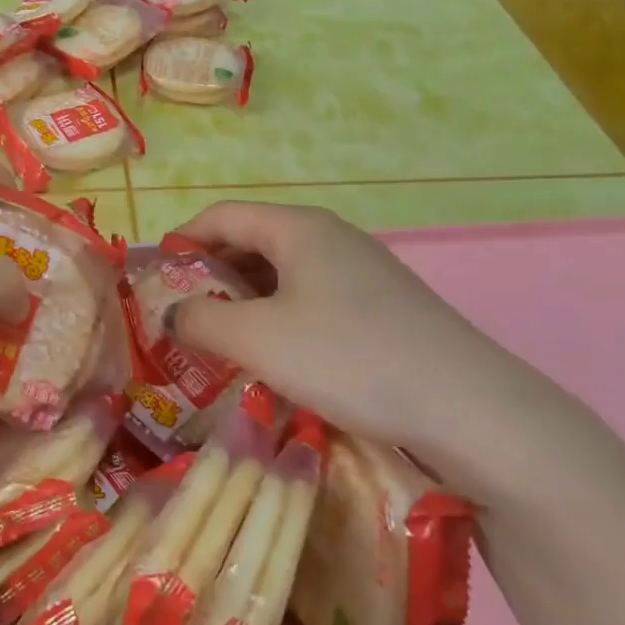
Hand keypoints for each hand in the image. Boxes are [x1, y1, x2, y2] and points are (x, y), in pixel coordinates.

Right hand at [169, 202, 581, 493]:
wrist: (469, 408)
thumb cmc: (348, 358)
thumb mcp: (256, 339)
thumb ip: (200, 319)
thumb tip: (173, 314)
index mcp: (297, 227)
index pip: (220, 216)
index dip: (181, 242)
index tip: (155, 281)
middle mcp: (331, 236)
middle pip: (251, 241)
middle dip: (211, 275)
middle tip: (183, 317)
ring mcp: (362, 270)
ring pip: (283, 273)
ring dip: (246, 300)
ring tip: (223, 341)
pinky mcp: (383, 305)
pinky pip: (313, 297)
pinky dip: (281, 317)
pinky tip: (279, 358)